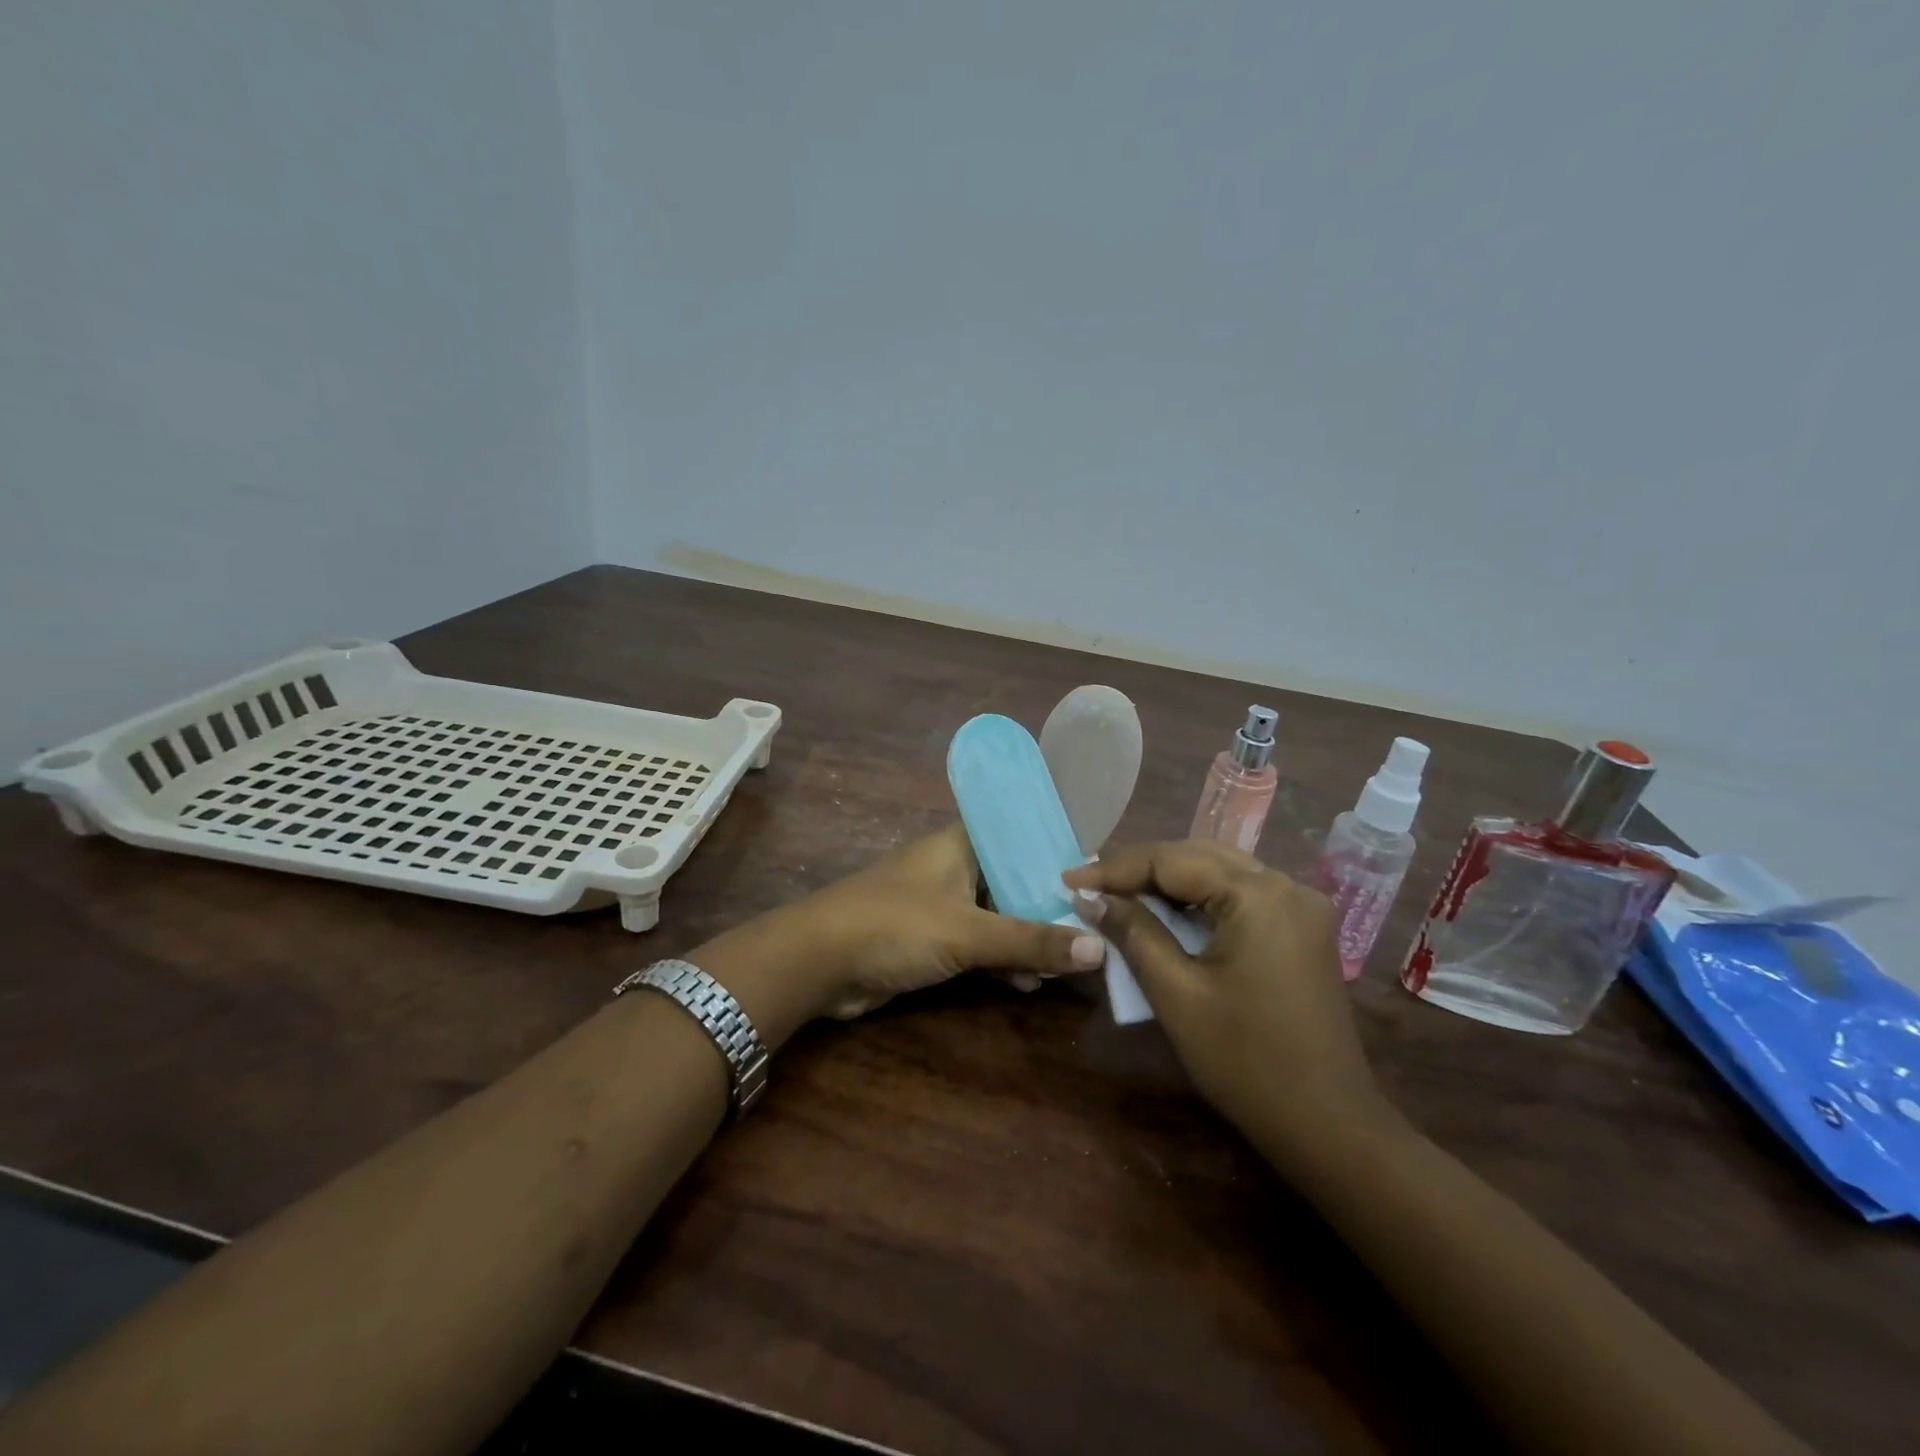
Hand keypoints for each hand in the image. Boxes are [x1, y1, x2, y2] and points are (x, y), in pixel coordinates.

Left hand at [786, 825, 1106, 1018]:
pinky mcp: (928, 939)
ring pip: (996, 916)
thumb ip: (1030, 940)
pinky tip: (1026, 983)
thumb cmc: (895, 925)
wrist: (817, 961)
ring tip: (1069, 963)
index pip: (1019, 834)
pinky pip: (975, 944)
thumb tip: (1100, 948)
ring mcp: (939, 904)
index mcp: (962, 844)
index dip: (1055, 852)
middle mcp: (953, 867)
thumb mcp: (968, 932)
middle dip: (1047, 906)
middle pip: (1012, 880)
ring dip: (1026, 939)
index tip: (1096, 876)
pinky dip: (999, 960)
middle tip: (1095, 928)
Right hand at [1063, 841, 1387, 1166]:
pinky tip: (1165, 912)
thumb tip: (1089, 897)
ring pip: (1219, 872)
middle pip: (1198, 857)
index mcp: (1259, 895)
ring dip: (1168, 882)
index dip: (1115, 868)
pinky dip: (1198, 900)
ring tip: (1117, 892)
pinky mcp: (1302, 929)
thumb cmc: (1245, 1060)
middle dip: (1140, 869)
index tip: (1069, 879)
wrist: (1327, 1126)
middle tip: (1090, 884)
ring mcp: (1300, 907)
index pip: (1172, 860)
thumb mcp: (1175, 993)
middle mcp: (1286, 885)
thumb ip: (1132, 932)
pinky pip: (1239, 896)